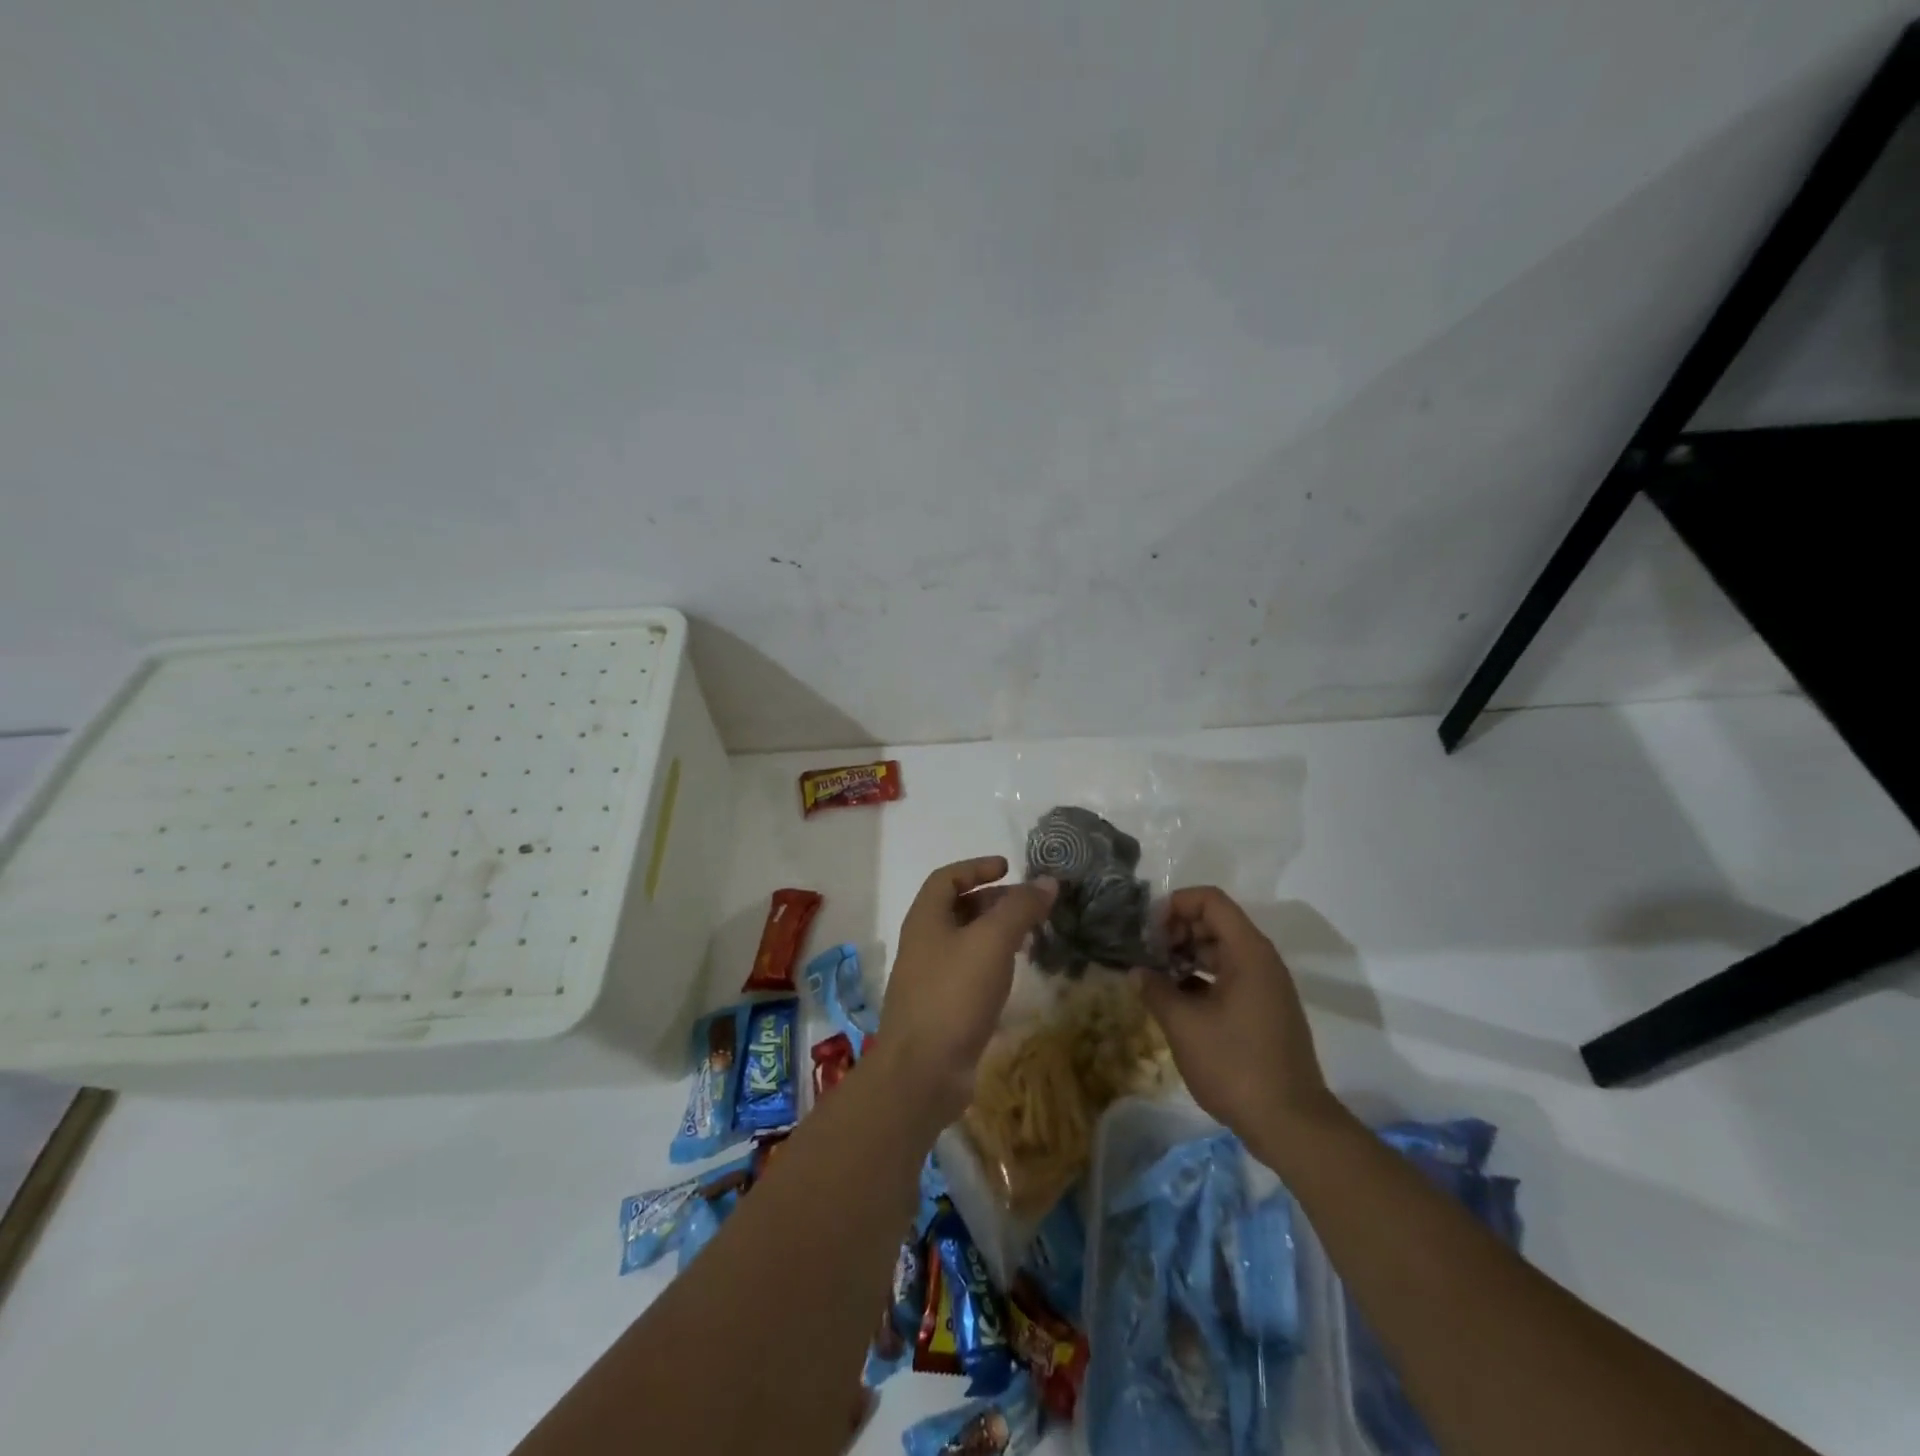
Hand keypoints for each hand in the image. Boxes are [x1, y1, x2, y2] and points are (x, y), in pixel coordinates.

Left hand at [879, 856, 1057, 1123]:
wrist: (923, 1071)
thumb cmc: (954, 993)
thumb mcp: (992, 942)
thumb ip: (1020, 908)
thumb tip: (1047, 881)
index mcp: (925, 919)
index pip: (947, 878)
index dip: (976, 867)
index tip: (1008, 868)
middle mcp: (923, 942)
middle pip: (957, 908)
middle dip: (993, 900)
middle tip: (1029, 905)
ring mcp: (930, 977)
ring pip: (965, 941)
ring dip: (996, 932)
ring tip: (1030, 936)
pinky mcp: (942, 1008)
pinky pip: (969, 971)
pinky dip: (992, 963)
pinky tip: (1014, 974)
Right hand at [1134, 887, 1338, 1156]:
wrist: (1291, 1124)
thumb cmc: (1235, 1065)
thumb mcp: (1184, 1025)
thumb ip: (1155, 990)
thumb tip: (1137, 972)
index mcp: (1248, 952)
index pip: (1210, 901)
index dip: (1175, 905)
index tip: (1148, 930)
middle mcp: (1261, 961)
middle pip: (1216, 923)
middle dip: (1177, 931)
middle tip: (1147, 954)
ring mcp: (1266, 987)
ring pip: (1221, 952)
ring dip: (1187, 956)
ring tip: (1155, 977)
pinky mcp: (1265, 1011)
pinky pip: (1230, 977)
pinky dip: (1201, 979)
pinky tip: (1177, 1001)